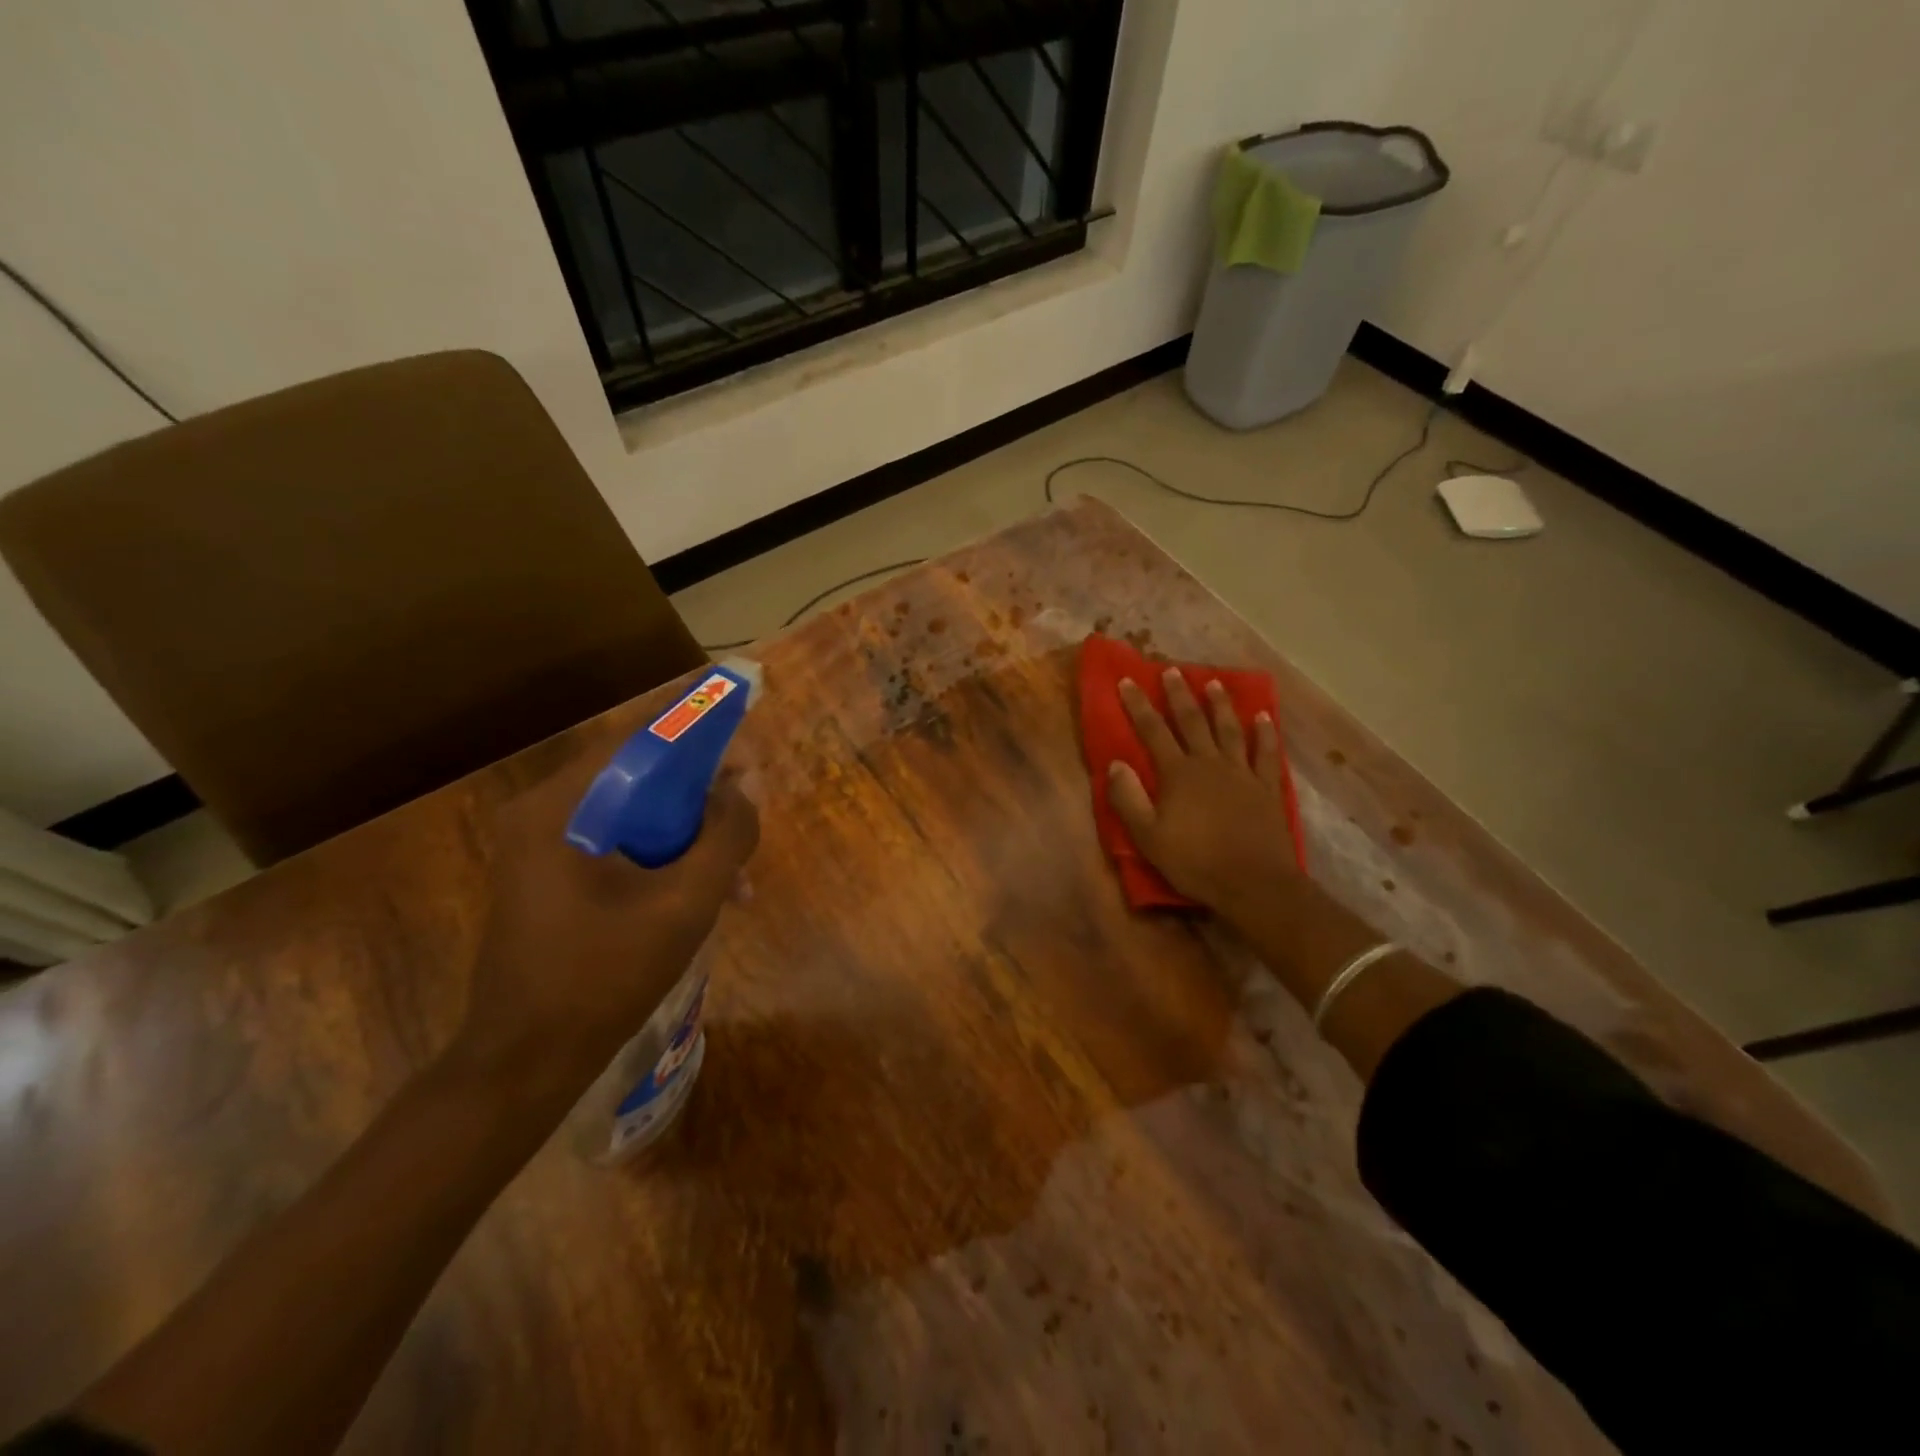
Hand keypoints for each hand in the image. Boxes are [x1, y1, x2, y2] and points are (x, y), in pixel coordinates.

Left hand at [452, 762, 759, 1096]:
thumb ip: (726, 835)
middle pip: (636, 776)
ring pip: (632, 814)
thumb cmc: (605, 977)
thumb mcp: (686, 903)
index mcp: (560, 807)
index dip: (699, 738)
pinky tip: (703, 895)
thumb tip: (748, 783)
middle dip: (700, 794)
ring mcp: (541, 847)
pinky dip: (662, 858)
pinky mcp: (549, 877)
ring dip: (687, 833)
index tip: (747, 752)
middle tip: (747, 814)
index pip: (637, 741)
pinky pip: (617, 845)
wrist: (525, 1063)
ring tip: (736, 873)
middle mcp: (542, 813)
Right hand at [1108, 671, 1297, 920]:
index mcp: (1178, 774)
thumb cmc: (1195, 862)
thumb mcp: (1148, 836)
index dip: (1138, 705)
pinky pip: (1266, 753)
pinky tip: (1263, 718)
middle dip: (1178, 695)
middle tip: (1171, 670)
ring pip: (1229, 729)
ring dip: (1220, 705)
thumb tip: (1116, 764)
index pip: (1152, 731)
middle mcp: (1209, 763)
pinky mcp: (1266, 788)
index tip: (1127, 680)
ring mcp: (1242, 773)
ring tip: (1213, 683)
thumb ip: (1129, 798)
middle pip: (1192, 721)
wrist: (1253, 883)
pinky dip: (1264, 733)